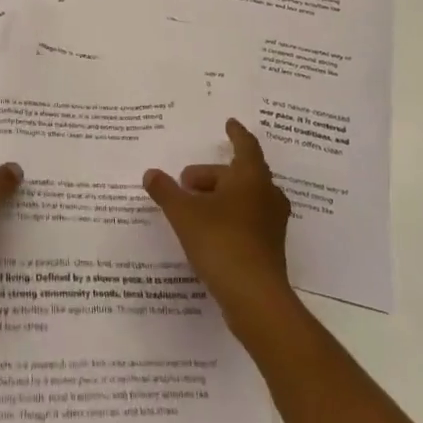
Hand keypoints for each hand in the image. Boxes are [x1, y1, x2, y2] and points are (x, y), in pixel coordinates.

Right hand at [144, 119, 294, 324]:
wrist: (255, 298)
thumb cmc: (221, 242)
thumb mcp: (184, 214)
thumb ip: (166, 191)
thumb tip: (150, 173)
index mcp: (251, 177)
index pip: (245, 145)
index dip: (236, 134)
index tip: (228, 124)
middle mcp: (267, 194)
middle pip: (239, 174)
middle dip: (212, 174)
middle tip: (185, 181)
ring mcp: (271, 223)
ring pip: (243, 199)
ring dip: (219, 197)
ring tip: (192, 206)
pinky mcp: (270, 248)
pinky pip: (247, 221)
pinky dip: (228, 217)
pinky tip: (206, 232)